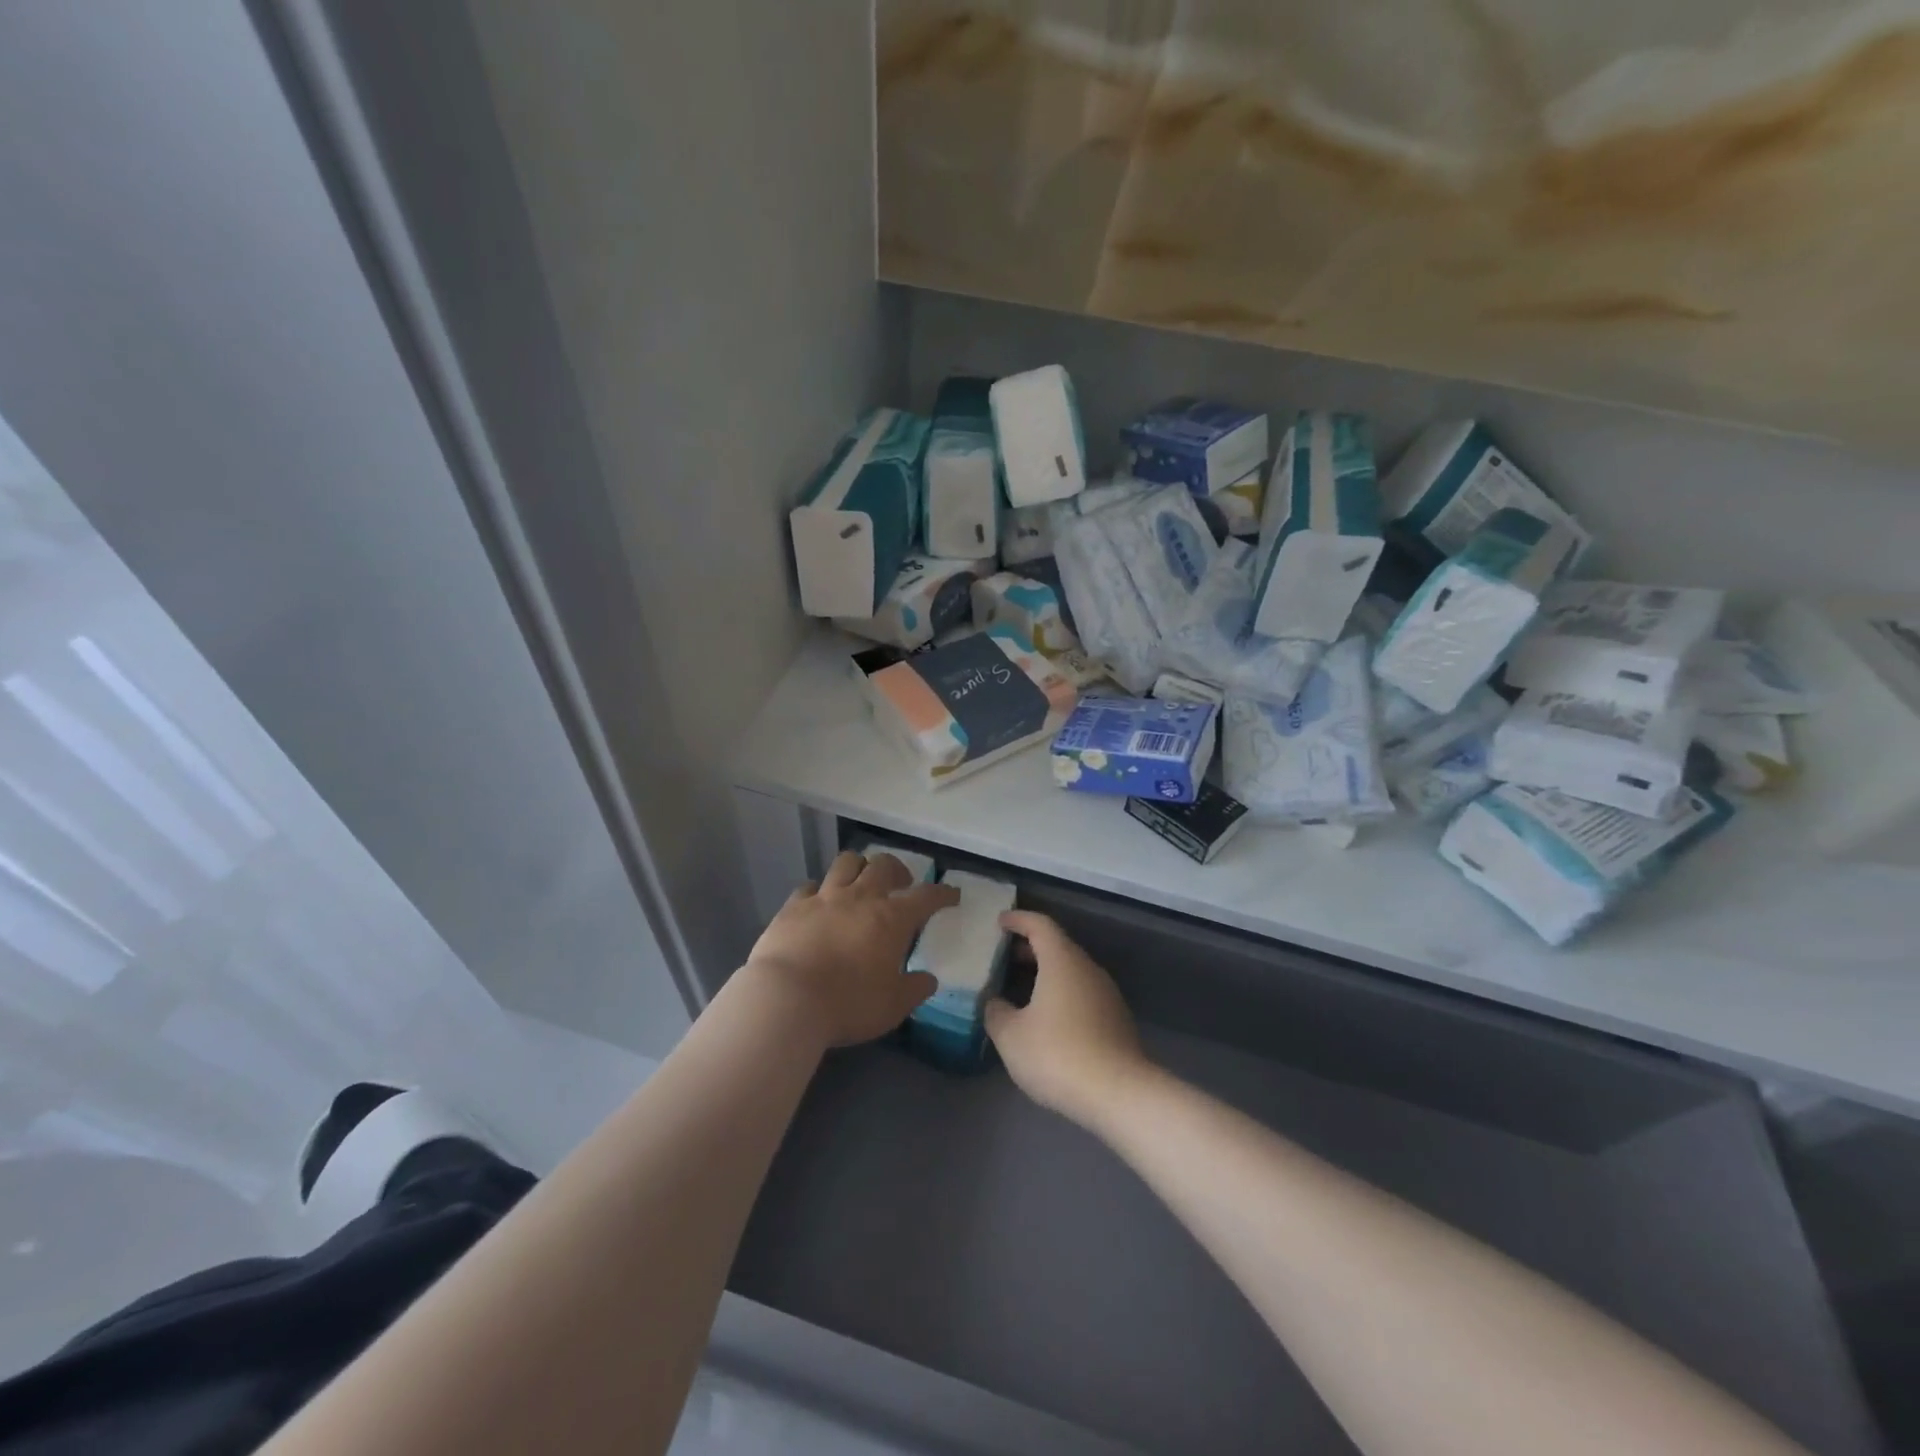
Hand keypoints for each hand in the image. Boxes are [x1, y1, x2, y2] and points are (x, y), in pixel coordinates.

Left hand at [742, 851, 957, 1048]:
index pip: (926, 896)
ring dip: (860, 867)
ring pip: (847, 863)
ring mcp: (824, 898)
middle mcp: (860, 898)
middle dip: (898, 870)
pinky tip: (820, 902)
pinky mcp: (793, 906)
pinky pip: (810, 885)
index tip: (952, 895)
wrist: (786, 999)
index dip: (942, 893)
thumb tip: (928, 980)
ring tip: (862, 881)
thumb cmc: (848, 1004)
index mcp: (891, 919)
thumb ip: (914, 990)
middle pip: (883, 865)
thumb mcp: (892, 1007)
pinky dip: (820, 890)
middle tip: (901, 885)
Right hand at [985, 912, 1150, 1130]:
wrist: (1118, 1093)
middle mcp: (1087, 969)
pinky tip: (1048, 1018)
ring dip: (1048, 972)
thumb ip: (996, 1012)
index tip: (1000, 922)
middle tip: (1005, 955)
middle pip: (1058, 946)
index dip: (1019, 920)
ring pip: (1073, 971)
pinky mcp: (1117, 1019)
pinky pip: (1083, 993)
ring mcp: (1106, 994)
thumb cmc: (1057, 1054)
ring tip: (1023, 987)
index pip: (1040, 925)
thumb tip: (995, 1002)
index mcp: (1061, 961)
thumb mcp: (1011, 1035)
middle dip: (1031, 946)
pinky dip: (1062, 993)